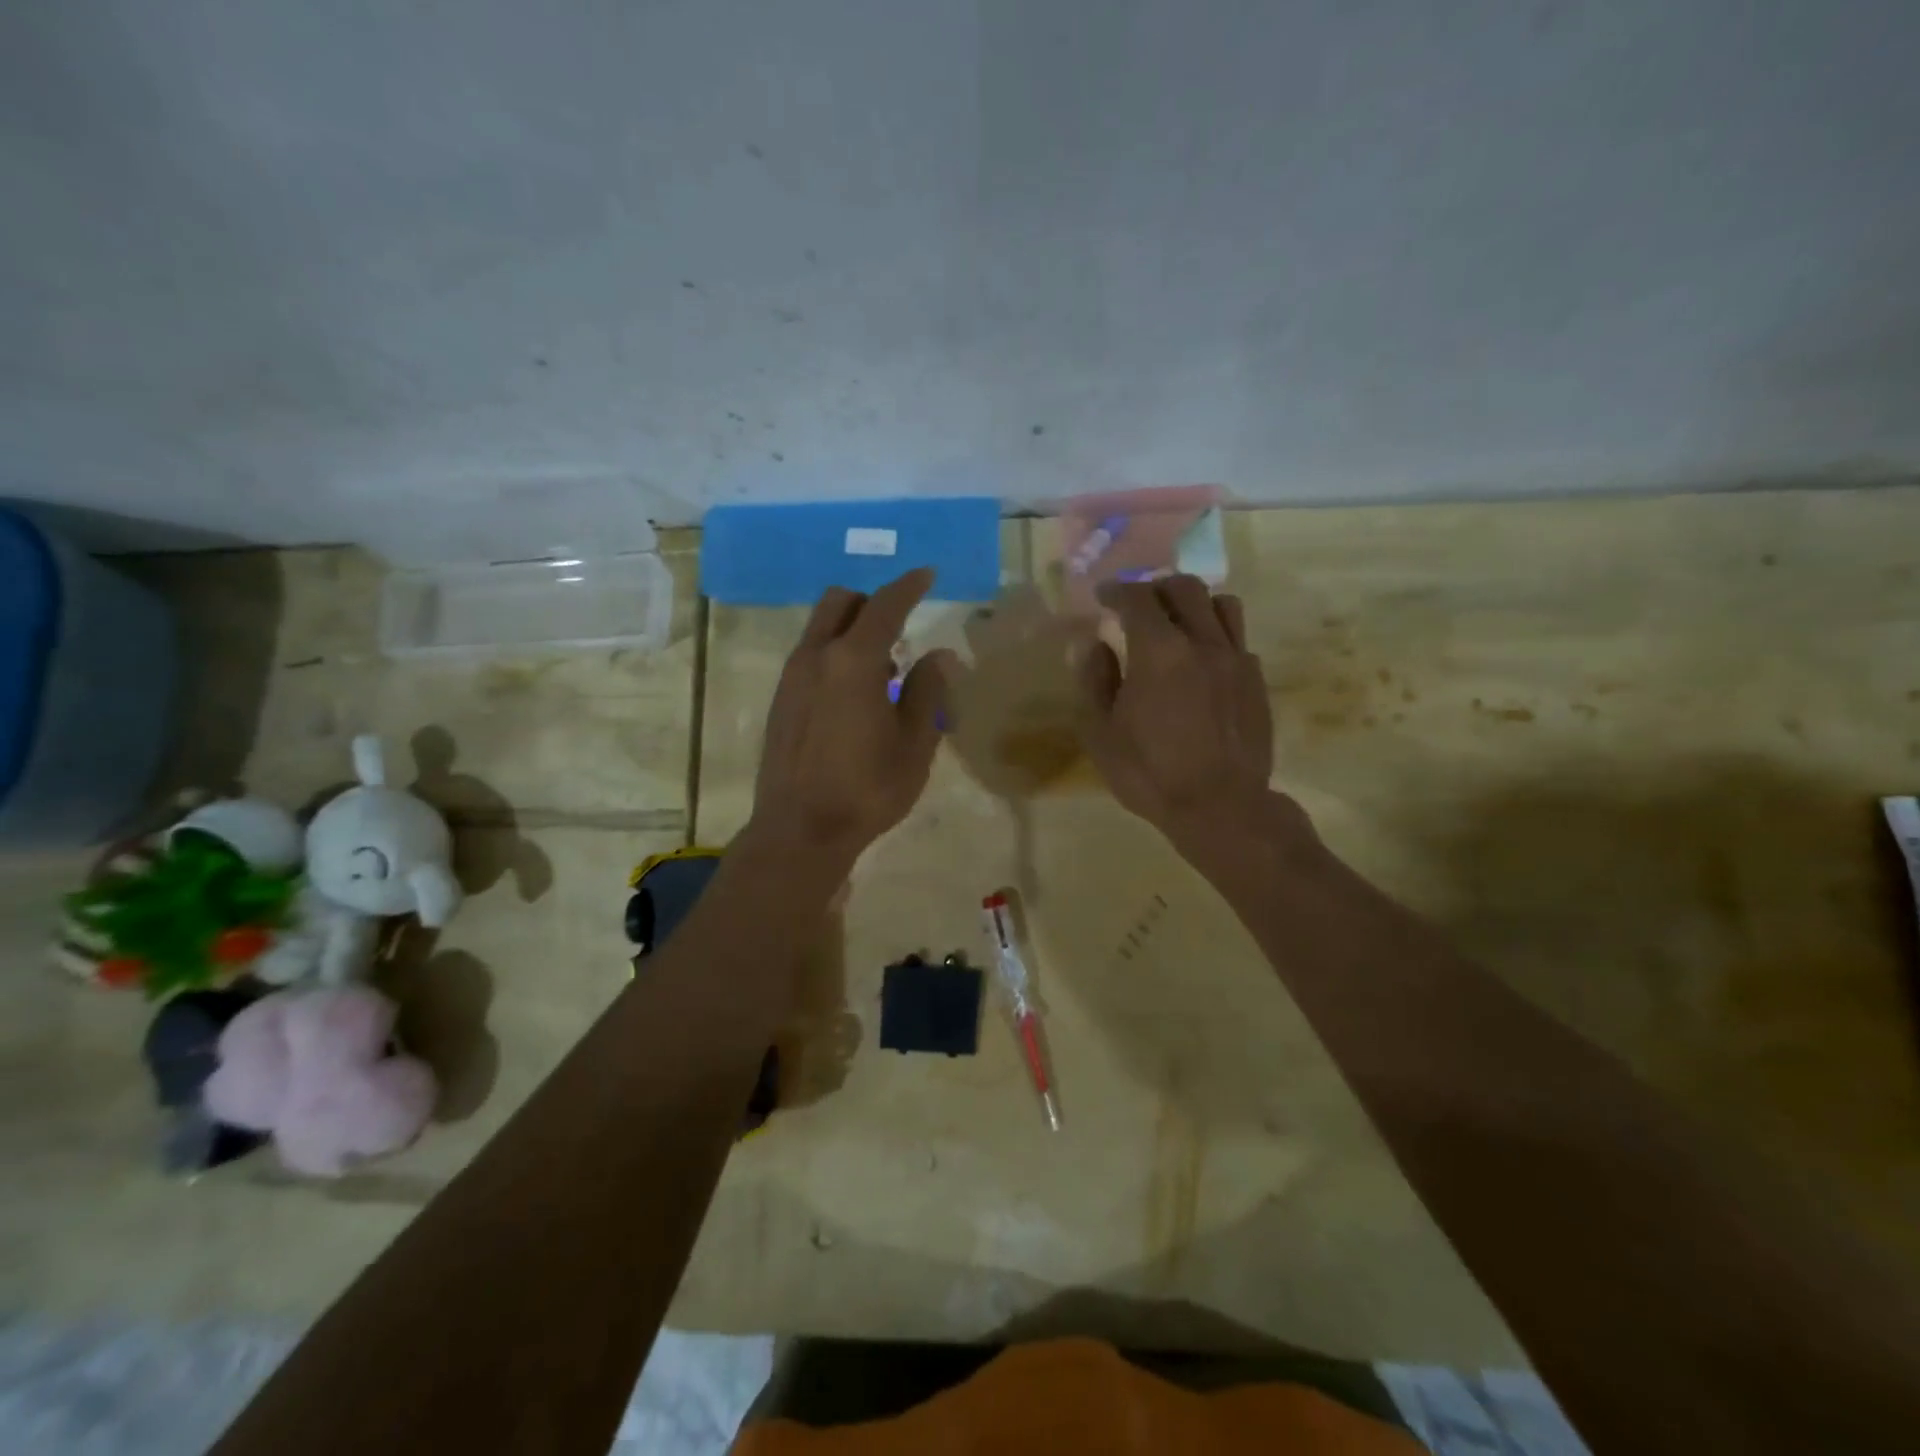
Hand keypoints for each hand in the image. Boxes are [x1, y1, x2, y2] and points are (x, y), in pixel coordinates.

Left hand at [748, 568, 955, 866]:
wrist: (800, 830)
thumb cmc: (868, 788)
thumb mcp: (915, 743)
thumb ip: (929, 690)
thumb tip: (940, 654)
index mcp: (853, 660)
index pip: (885, 605)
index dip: (909, 586)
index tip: (927, 574)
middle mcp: (816, 656)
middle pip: (841, 601)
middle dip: (872, 603)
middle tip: (901, 630)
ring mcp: (792, 677)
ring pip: (821, 628)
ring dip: (852, 631)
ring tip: (882, 671)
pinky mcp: (781, 700)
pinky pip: (810, 655)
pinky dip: (834, 654)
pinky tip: (853, 696)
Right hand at [1078, 576, 1274, 854]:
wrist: (1221, 808)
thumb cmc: (1150, 773)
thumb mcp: (1101, 733)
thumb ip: (1095, 680)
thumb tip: (1094, 644)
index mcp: (1159, 650)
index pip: (1138, 598)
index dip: (1117, 591)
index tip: (1103, 597)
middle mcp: (1203, 642)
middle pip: (1185, 588)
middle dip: (1156, 588)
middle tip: (1138, 604)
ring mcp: (1236, 660)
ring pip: (1222, 605)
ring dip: (1195, 604)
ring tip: (1178, 623)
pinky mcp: (1257, 682)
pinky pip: (1238, 640)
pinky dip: (1216, 637)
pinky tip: (1203, 662)